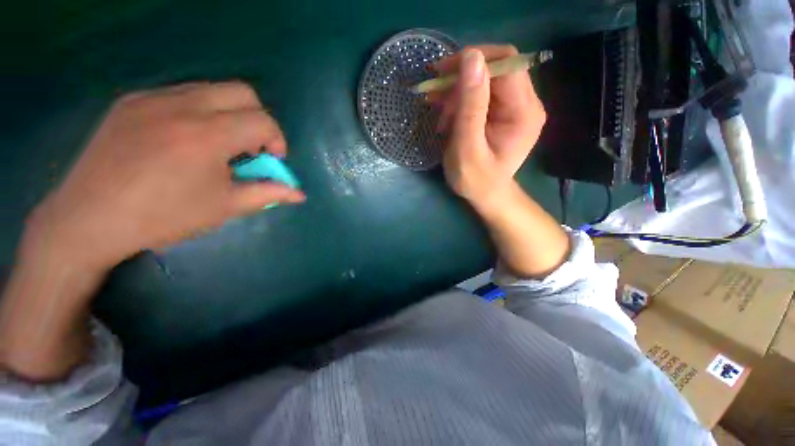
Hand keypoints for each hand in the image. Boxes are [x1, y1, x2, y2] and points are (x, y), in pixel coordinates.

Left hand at [26, 81, 304, 271]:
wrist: (89, 219)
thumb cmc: (163, 217)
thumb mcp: (225, 208)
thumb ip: (268, 194)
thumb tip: (299, 194)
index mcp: (207, 135)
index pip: (262, 120)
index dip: (277, 140)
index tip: (271, 160)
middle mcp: (182, 106)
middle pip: (242, 92)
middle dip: (257, 119)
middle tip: (250, 147)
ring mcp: (152, 98)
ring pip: (211, 89)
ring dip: (229, 114)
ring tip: (217, 145)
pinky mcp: (131, 100)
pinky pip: (180, 94)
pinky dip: (199, 112)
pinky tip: (186, 139)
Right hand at [430, 45, 545, 209]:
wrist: (485, 195)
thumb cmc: (475, 180)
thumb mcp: (467, 147)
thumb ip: (471, 106)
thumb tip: (472, 57)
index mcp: (523, 111)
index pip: (506, 63)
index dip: (473, 60)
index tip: (441, 74)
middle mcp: (527, 103)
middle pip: (496, 68)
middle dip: (461, 78)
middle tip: (434, 95)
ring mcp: (516, 107)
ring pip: (486, 80)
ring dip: (457, 91)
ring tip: (438, 110)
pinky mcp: (504, 112)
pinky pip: (482, 94)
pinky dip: (461, 100)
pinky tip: (447, 114)